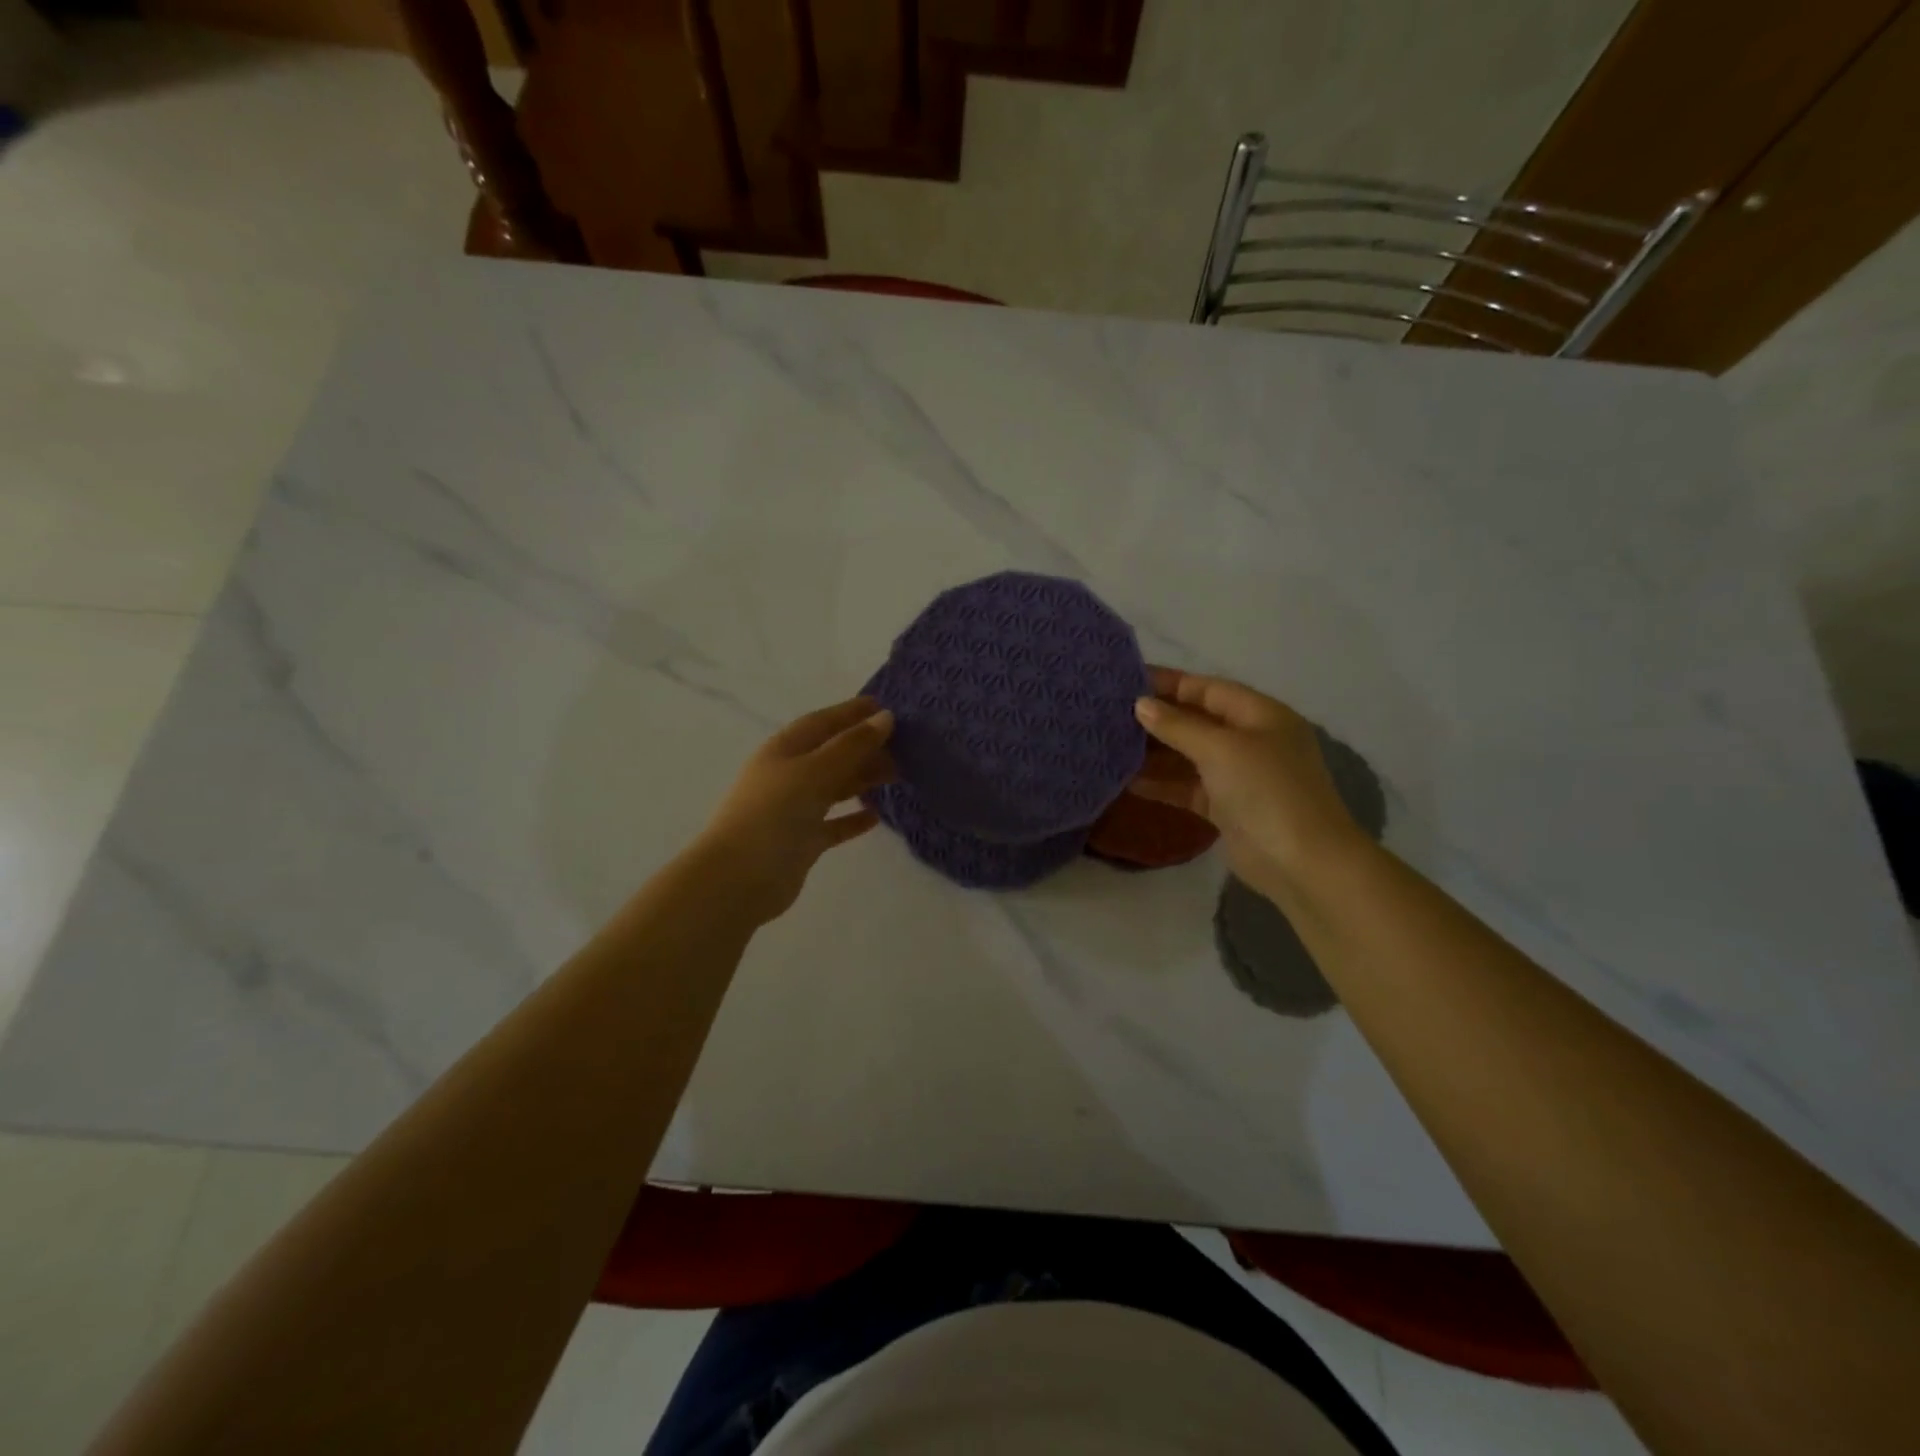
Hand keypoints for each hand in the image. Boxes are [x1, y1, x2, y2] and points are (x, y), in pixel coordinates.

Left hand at [693, 697, 895, 924]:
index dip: (851, 712)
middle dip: (864, 747)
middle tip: (903, 746)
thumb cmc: (773, 814)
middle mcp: (788, 776)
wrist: (738, 878)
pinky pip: (833, 824)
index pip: (822, 722)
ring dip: (862, 780)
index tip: (885, 707)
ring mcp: (794, 810)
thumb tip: (885, 718)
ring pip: (834, 787)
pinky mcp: (802, 841)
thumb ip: (851, 746)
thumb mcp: (813, 772)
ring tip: (896, 775)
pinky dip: (853, 818)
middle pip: (831, 754)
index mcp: (784, 750)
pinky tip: (876, 817)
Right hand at [1130, 668, 1368, 896]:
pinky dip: (1161, 784)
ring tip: (1111, 746)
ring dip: (1154, 753)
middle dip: (1157, 718)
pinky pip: (1187, 788)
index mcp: (1260, 715)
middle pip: (1196, 721)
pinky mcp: (1226, 808)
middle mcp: (1250, 740)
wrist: (1301, 863)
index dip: (1169, 683)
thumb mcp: (1221, 748)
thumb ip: (1178, 725)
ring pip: (1188, 756)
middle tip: (1110, 715)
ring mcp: (1238, 776)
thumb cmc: (1266, 791)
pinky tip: (1127, 782)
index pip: (1207, 688)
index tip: (1126, 682)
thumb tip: (1140, 705)